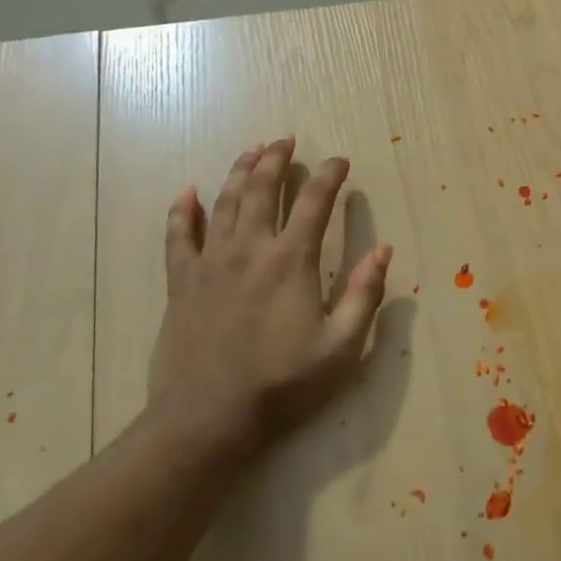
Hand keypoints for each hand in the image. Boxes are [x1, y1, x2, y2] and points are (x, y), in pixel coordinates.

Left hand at [148, 137, 391, 452]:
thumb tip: (382, 250)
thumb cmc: (282, 385)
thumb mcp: (341, 346)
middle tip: (287, 140)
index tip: (340, 161)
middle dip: (277, 158)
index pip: (314, 202)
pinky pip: (178, 237)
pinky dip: (182, 212)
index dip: (330, 175)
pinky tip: (187, 193)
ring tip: (252, 150)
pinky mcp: (180, 283)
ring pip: (224, 202)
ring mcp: (210, 263)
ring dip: (239, 172)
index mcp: (291, 261)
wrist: (207, 420)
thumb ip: (363, 295)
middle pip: (262, 188)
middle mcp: (249, 249)